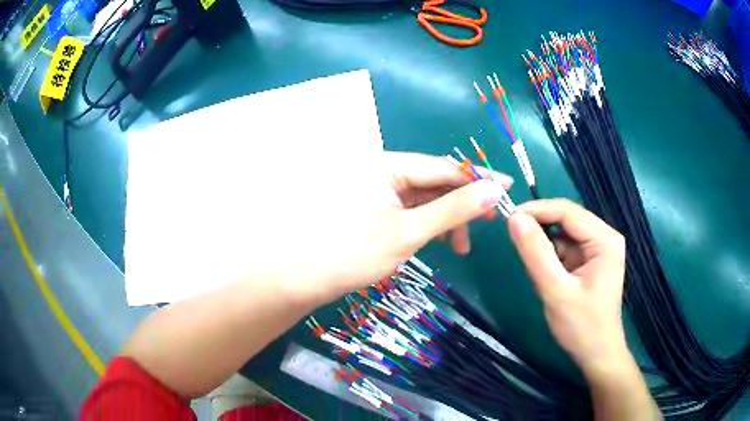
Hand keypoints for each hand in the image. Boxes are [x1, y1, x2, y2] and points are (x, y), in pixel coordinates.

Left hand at [282, 151, 511, 303]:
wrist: (303, 280)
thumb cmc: (353, 254)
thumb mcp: (409, 231)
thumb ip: (454, 209)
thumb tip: (495, 189)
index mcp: (386, 164)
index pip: (443, 167)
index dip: (477, 178)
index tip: (508, 188)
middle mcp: (382, 170)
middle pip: (435, 181)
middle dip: (463, 203)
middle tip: (490, 223)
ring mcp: (378, 190)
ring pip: (425, 198)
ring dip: (447, 218)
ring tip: (461, 247)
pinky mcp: (376, 209)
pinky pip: (412, 210)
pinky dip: (430, 224)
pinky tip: (440, 241)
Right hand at [506, 199, 628, 375]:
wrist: (596, 355)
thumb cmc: (581, 326)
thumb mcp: (556, 291)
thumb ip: (536, 254)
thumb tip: (514, 219)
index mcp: (605, 239)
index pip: (568, 211)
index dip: (537, 210)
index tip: (508, 219)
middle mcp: (605, 237)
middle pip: (567, 220)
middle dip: (541, 228)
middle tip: (515, 241)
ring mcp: (598, 249)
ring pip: (564, 234)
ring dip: (545, 246)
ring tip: (534, 268)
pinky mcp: (590, 261)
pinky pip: (566, 248)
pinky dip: (551, 257)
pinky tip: (545, 276)